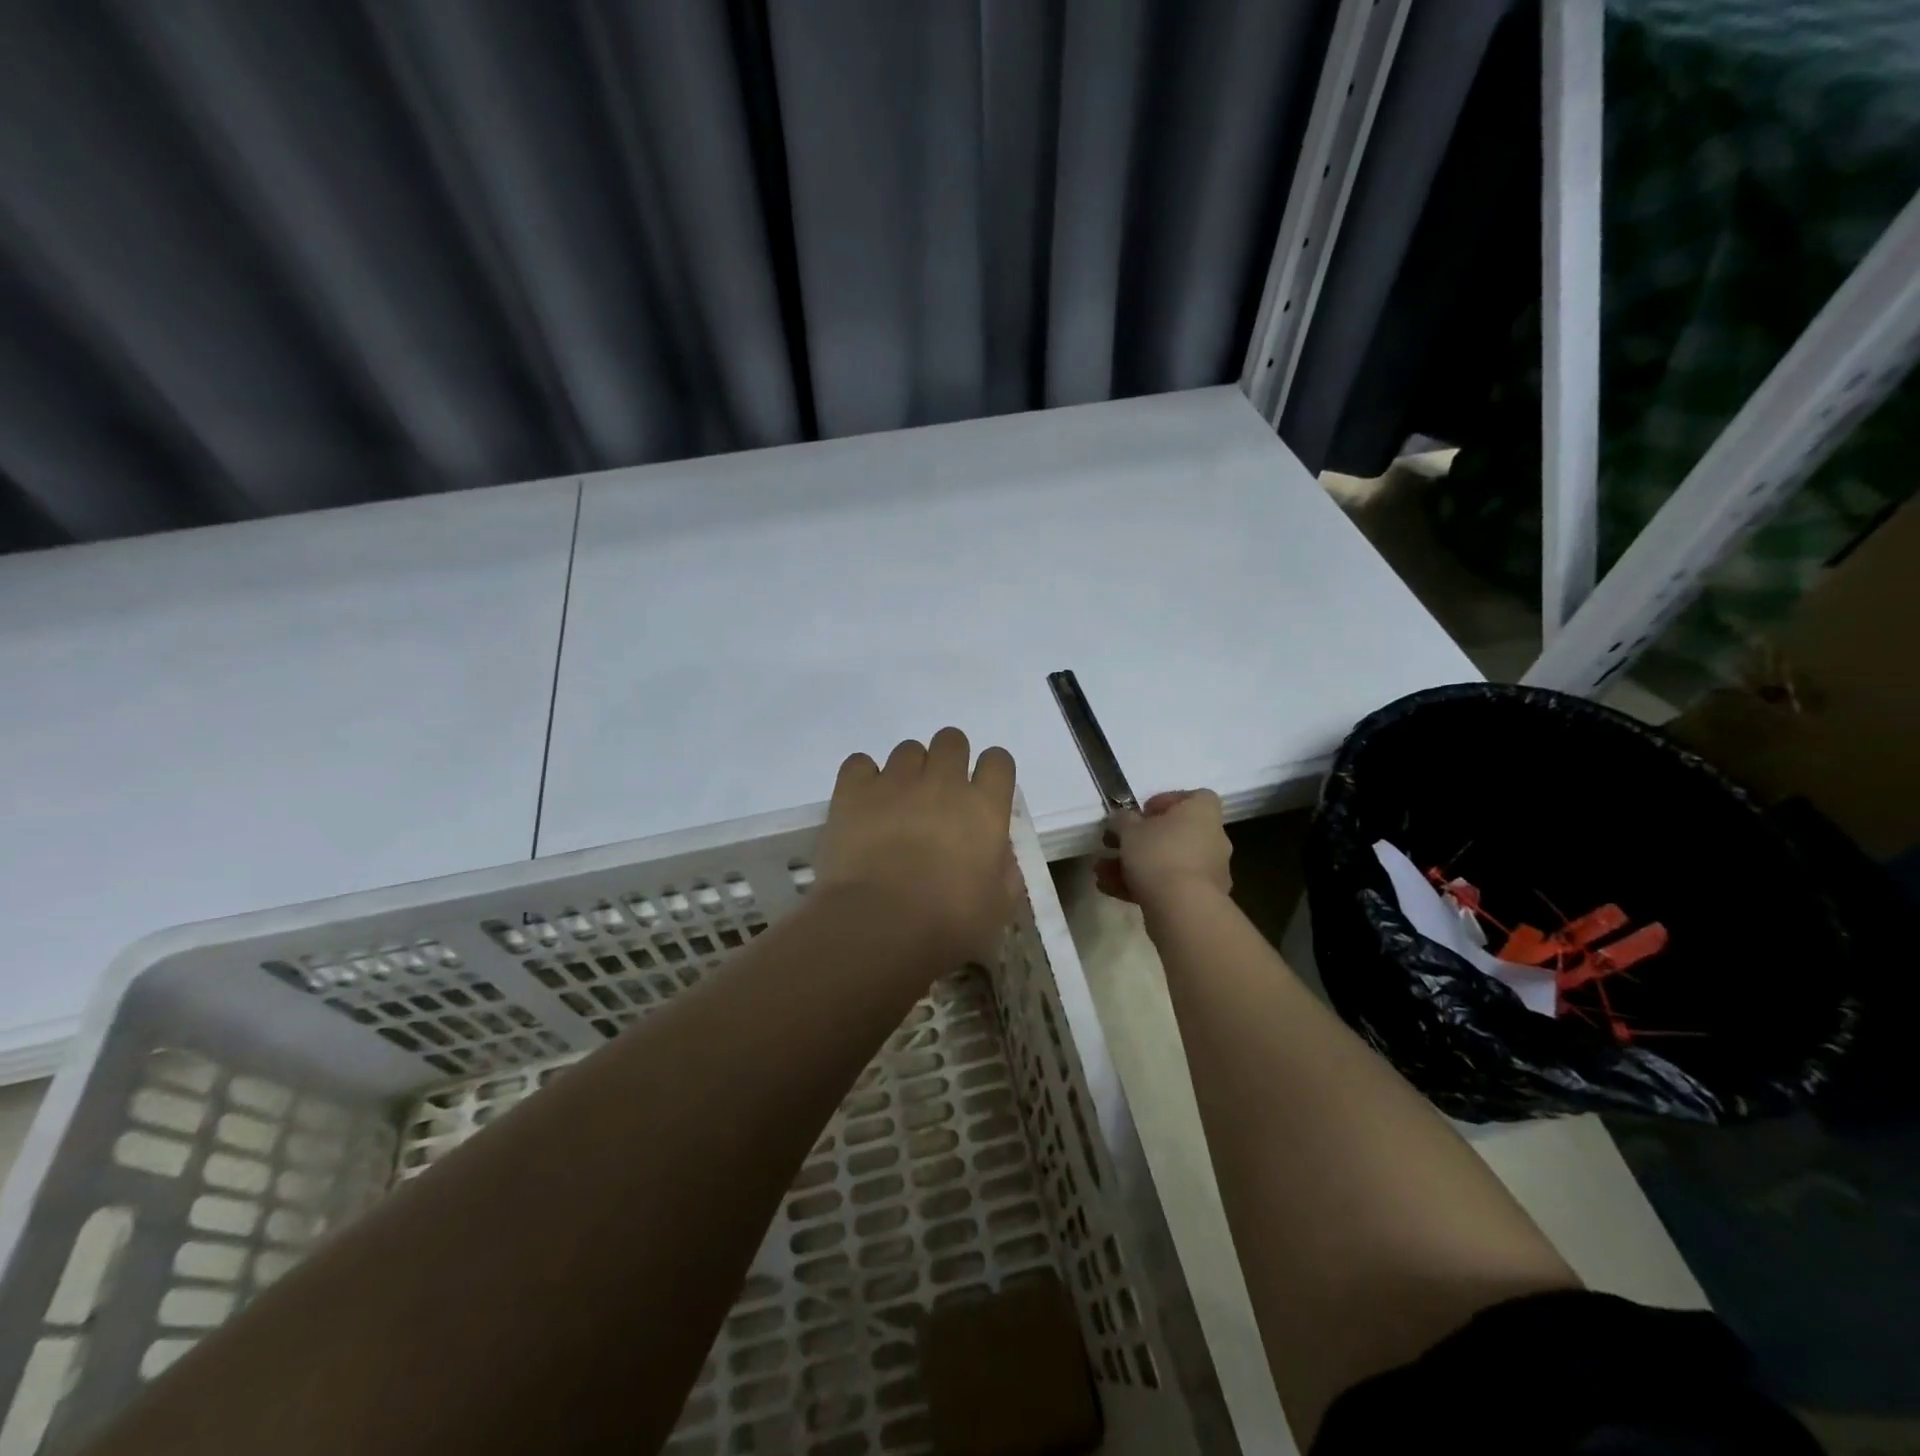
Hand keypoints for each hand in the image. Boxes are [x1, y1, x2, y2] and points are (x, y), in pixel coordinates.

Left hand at [817, 728, 1018, 965]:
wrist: (879, 926)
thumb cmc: (947, 924)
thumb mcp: (997, 909)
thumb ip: (1004, 873)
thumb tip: (999, 854)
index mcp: (985, 808)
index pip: (998, 761)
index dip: (991, 773)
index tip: (982, 794)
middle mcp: (943, 782)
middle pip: (952, 740)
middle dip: (948, 760)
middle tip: (938, 797)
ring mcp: (896, 781)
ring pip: (908, 749)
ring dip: (908, 771)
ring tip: (898, 805)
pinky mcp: (854, 790)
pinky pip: (860, 763)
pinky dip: (864, 778)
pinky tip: (864, 803)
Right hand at [1096, 789, 1231, 906]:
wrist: (1183, 908)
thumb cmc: (1158, 854)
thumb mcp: (1128, 829)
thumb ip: (1122, 820)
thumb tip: (1121, 818)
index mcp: (1202, 813)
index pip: (1193, 797)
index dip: (1166, 801)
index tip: (1141, 813)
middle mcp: (1212, 839)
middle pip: (1174, 833)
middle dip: (1139, 841)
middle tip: (1113, 845)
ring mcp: (1208, 871)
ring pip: (1166, 862)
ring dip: (1133, 865)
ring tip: (1101, 872)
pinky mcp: (1199, 899)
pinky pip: (1168, 885)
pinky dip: (1142, 886)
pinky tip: (1110, 890)